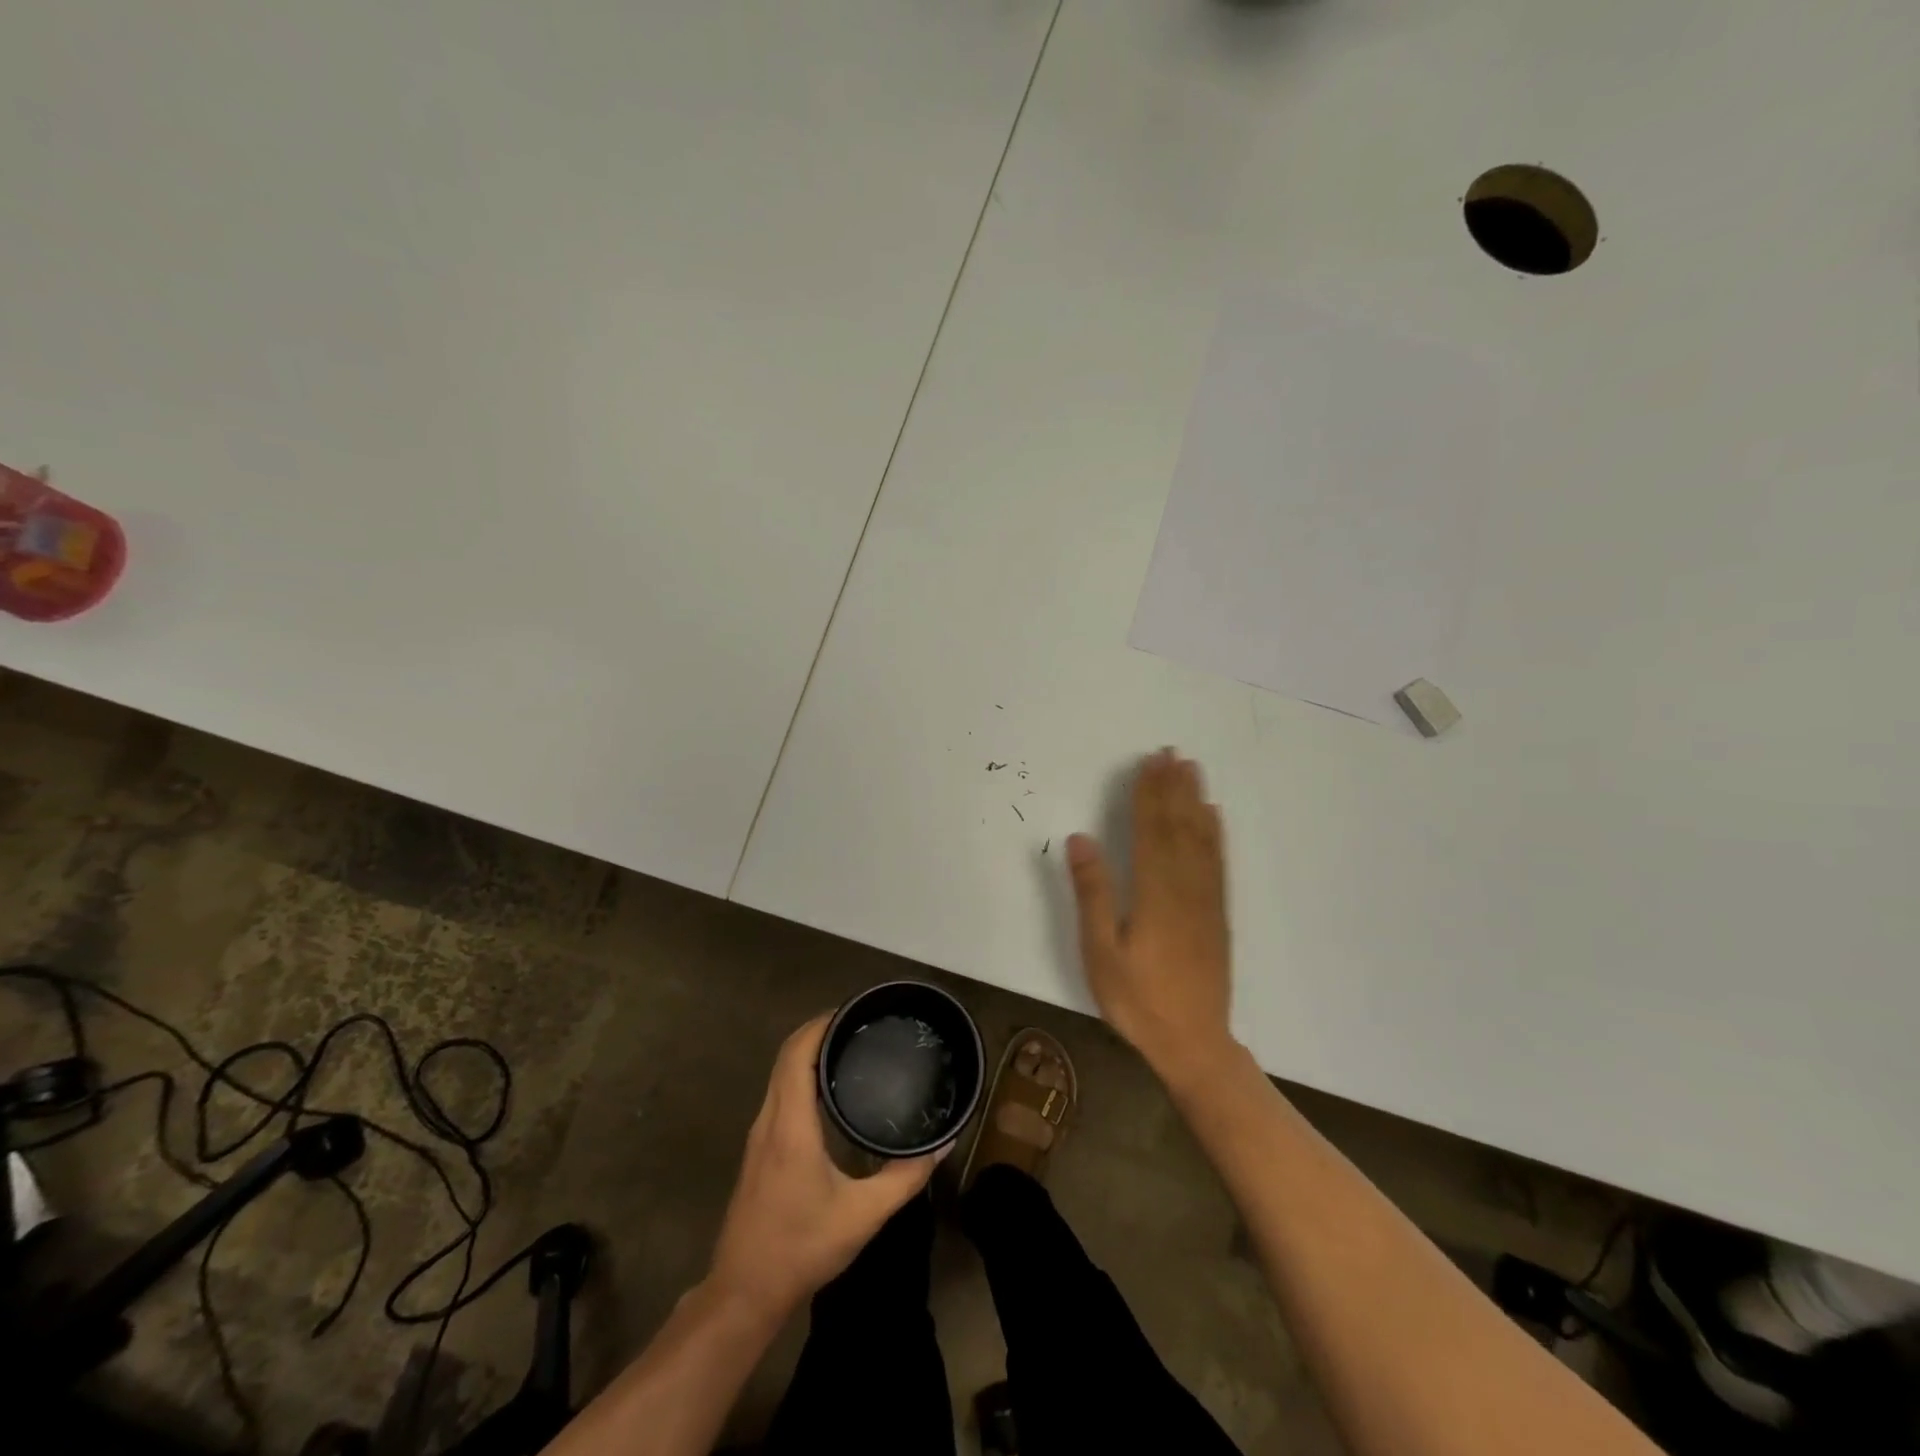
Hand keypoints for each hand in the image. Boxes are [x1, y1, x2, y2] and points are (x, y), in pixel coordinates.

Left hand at [707, 1016, 941, 1319]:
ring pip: (780, 1073)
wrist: (744, 1293)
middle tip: (860, 1023)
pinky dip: (801, 1073)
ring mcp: (759, 1134)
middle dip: (819, 1029)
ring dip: (808, 1051)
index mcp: (791, 1125)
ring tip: (849, 1045)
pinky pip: (779, 1091)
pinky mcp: (758, 1149)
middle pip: (787, 1054)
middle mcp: (769, 1119)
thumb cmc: (802, 1247)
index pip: (798, 1053)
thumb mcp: (864, 1215)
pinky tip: (828, 1086)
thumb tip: (942, 1145)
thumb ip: (905, 1177)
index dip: (822, 1023)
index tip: (855, 1010)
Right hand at [1067, 748, 1234, 1079]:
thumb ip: (1093, 893)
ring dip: (1194, 801)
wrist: (1194, 1042)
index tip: (1148, 763)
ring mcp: (1206, 900)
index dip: (1148, 794)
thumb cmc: (1138, 1000)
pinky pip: (1217, 863)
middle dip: (1172, 788)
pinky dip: (1215, 834)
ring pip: (1201, 839)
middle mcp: (1184, 887)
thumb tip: (1081, 838)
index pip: (1149, 830)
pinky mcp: (1218, 914)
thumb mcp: (1101, 952)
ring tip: (1192, 770)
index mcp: (1154, 893)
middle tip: (1170, 753)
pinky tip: (1213, 818)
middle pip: (1178, 826)